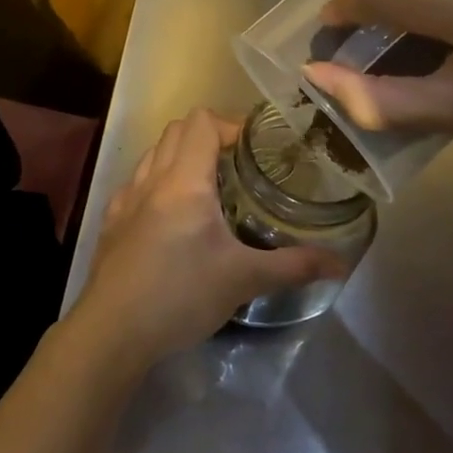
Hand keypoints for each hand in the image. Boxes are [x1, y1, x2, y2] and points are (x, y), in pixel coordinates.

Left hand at [70, 109, 348, 369]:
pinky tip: (173, 216)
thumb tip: (341, 264)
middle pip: (177, 130)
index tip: (257, 146)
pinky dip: (158, 182)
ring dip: (181, 156)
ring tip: (210, 187)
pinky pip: (137, 183)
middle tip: (240, 163)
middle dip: (209, 136)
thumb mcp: (243, 280)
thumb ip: (293, 266)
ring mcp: (126, 198)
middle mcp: (151, 179)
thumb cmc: (180, 295)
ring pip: (154, 154)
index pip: (202, 122)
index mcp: (184, 180)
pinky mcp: (112, 221)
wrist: (113, 329)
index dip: (231, 124)